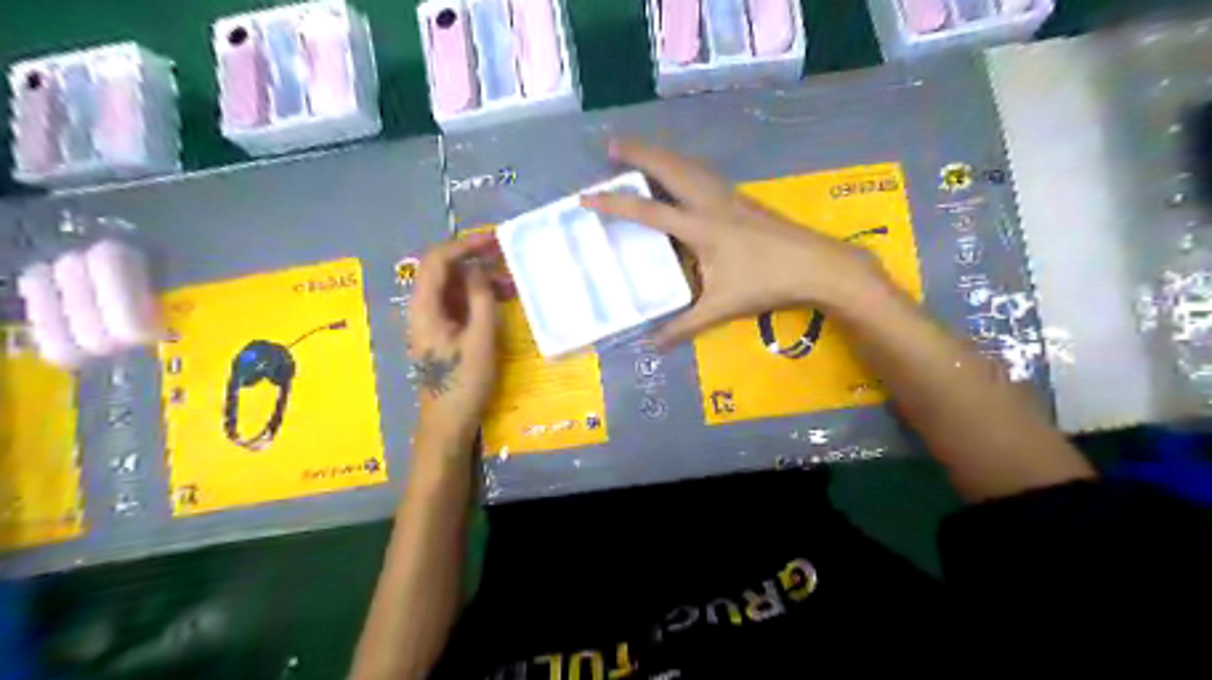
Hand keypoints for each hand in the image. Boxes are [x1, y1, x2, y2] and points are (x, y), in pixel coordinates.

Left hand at [406, 237, 502, 444]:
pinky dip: (479, 296)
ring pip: (454, 286)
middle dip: (476, 259)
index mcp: (424, 307)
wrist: (447, 423)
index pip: (438, 260)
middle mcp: (423, 308)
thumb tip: (478, 270)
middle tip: (508, 256)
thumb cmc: (463, 383)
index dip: (465, 245)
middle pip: (444, 270)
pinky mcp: (443, 332)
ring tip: (513, 280)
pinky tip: (503, 300)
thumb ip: (480, 300)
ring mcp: (432, 320)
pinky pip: (459, 303)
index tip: (495, 240)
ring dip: (481, 278)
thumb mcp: (480, 340)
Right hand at [582, 137, 893, 346]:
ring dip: (662, 155)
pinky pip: (704, 174)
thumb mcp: (721, 308)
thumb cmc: (767, 284)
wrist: (818, 265)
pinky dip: (683, 166)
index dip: (614, 204)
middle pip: (669, 169)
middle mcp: (711, 202)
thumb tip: (653, 345)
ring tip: (641, 151)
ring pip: (689, 166)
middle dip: (638, 154)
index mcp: (700, 227)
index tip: (586, 197)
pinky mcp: (743, 199)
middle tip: (612, 145)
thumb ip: (684, 326)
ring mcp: (730, 197)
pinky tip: (683, 173)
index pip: (648, 211)